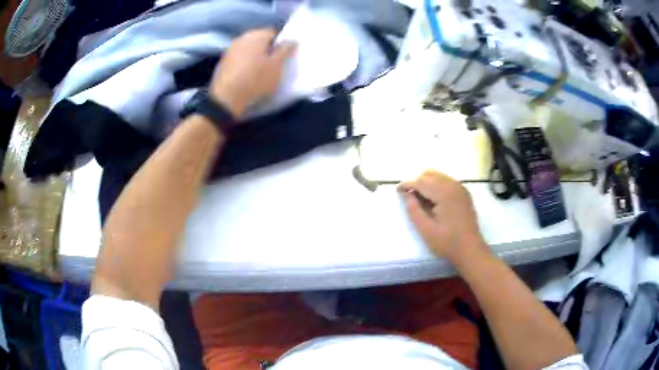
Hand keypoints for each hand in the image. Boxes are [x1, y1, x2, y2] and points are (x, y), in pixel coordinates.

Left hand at [210, 29, 296, 117]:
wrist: (226, 99)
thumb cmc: (256, 80)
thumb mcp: (277, 66)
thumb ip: (286, 50)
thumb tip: (291, 40)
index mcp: (257, 35)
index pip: (274, 33)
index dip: (281, 44)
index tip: (284, 57)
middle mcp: (242, 37)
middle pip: (259, 40)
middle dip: (267, 49)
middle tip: (274, 65)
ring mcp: (230, 50)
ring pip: (248, 49)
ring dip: (255, 57)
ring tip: (261, 71)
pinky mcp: (222, 63)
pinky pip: (239, 59)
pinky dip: (244, 64)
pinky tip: (248, 76)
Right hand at [398, 170, 488, 264]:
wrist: (470, 249)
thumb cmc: (447, 242)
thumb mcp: (425, 229)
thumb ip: (413, 209)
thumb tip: (406, 194)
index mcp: (444, 193)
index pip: (421, 182)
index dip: (407, 184)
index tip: (397, 190)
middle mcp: (453, 185)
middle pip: (430, 174)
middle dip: (417, 182)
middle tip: (409, 197)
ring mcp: (460, 188)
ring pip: (438, 176)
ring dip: (427, 183)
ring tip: (420, 199)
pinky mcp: (464, 193)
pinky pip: (446, 181)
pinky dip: (436, 186)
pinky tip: (433, 201)